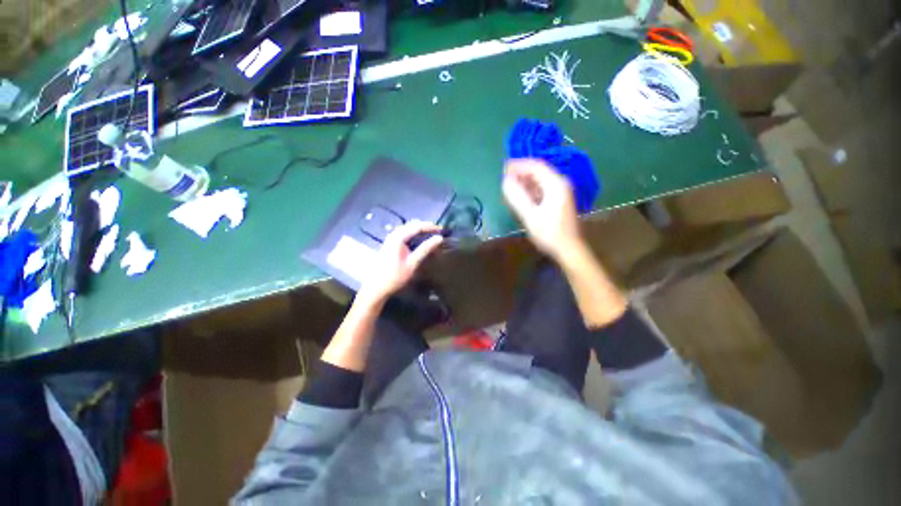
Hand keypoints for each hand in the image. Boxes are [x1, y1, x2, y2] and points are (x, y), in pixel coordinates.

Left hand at [358, 221, 443, 304]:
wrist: (377, 287)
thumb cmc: (395, 276)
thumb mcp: (413, 263)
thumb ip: (426, 249)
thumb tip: (440, 238)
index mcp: (398, 237)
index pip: (418, 226)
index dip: (431, 227)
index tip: (443, 230)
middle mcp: (394, 234)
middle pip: (413, 225)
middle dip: (427, 228)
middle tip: (440, 233)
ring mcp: (391, 238)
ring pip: (409, 229)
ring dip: (421, 231)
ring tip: (433, 236)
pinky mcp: (391, 243)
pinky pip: (406, 234)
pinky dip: (415, 235)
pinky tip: (421, 241)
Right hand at [502, 159, 582, 259]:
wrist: (568, 248)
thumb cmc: (549, 233)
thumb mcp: (530, 215)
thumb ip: (517, 197)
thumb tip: (505, 181)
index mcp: (555, 184)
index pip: (535, 166)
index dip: (519, 165)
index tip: (504, 168)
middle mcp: (560, 183)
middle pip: (538, 171)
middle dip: (521, 172)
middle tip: (504, 178)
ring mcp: (561, 191)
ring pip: (540, 180)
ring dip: (525, 181)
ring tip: (510, 187)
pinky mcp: (559, 200)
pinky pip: (542, 188)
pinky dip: (530, 189)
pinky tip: (521, 196)